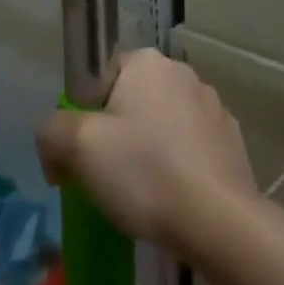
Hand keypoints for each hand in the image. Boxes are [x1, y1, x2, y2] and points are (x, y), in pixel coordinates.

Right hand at [37, 49, 257, 253]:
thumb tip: (54, 146)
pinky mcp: (232, 142)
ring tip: (143, 195)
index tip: (84, 152)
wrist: (219, 222)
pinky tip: (173, 199)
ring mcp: (214, 107)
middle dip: (118, 133)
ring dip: (150, 150)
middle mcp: (184, 73)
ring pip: (164, 125)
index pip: (103, 75)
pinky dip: (179, 167)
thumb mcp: (78, 148)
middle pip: (133, 100)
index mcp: (147, 62)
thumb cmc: (144, 173)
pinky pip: (191, 148)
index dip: (86, 112)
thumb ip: (51, 132)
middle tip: (107, 176)